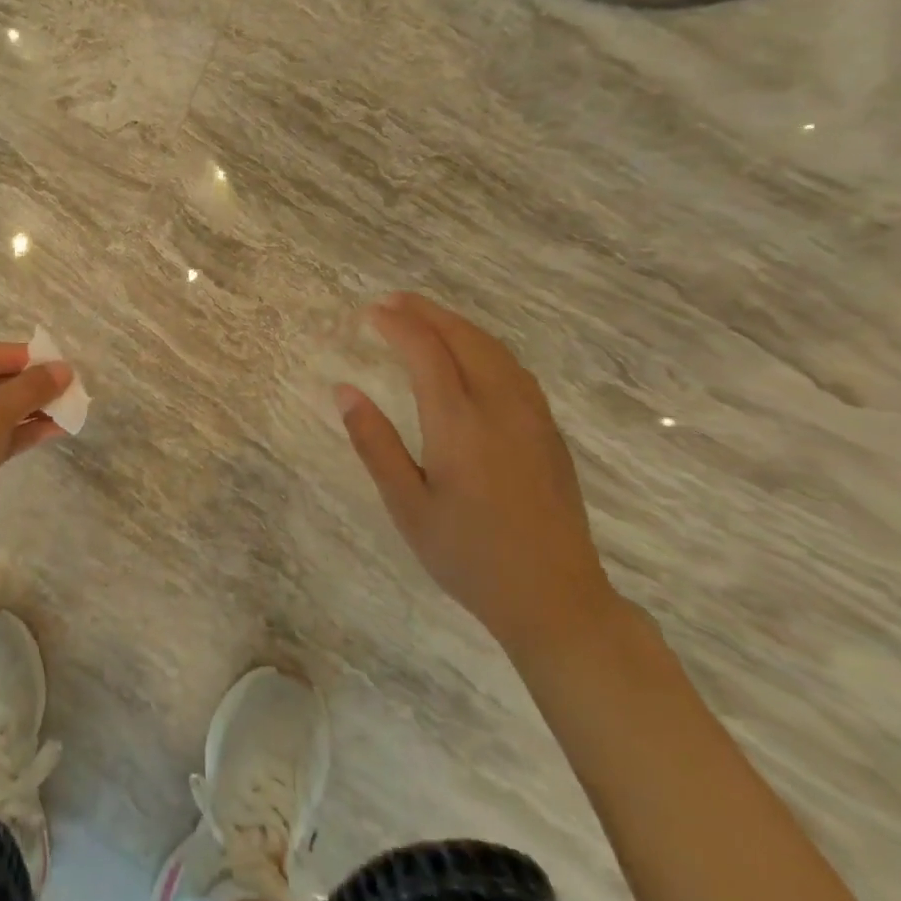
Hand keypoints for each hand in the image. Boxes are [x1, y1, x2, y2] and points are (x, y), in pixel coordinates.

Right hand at [335, 293, 619, 657]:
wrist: (555, 599)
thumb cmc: (468, 556)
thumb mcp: (407, 506)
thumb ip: (375, 443)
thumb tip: (345, 390)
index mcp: (460, 425)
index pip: (426, 353)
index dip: (398, 326)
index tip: (371, 313)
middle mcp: (500, 408)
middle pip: (465, 339)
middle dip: (427, 313)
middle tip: (392, 301)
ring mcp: (532, 417)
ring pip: (495, 350)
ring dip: (457, 325)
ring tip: (425, 317)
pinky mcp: (548, 432)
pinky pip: (514, 369)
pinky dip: (484, 346)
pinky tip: (471, 355)